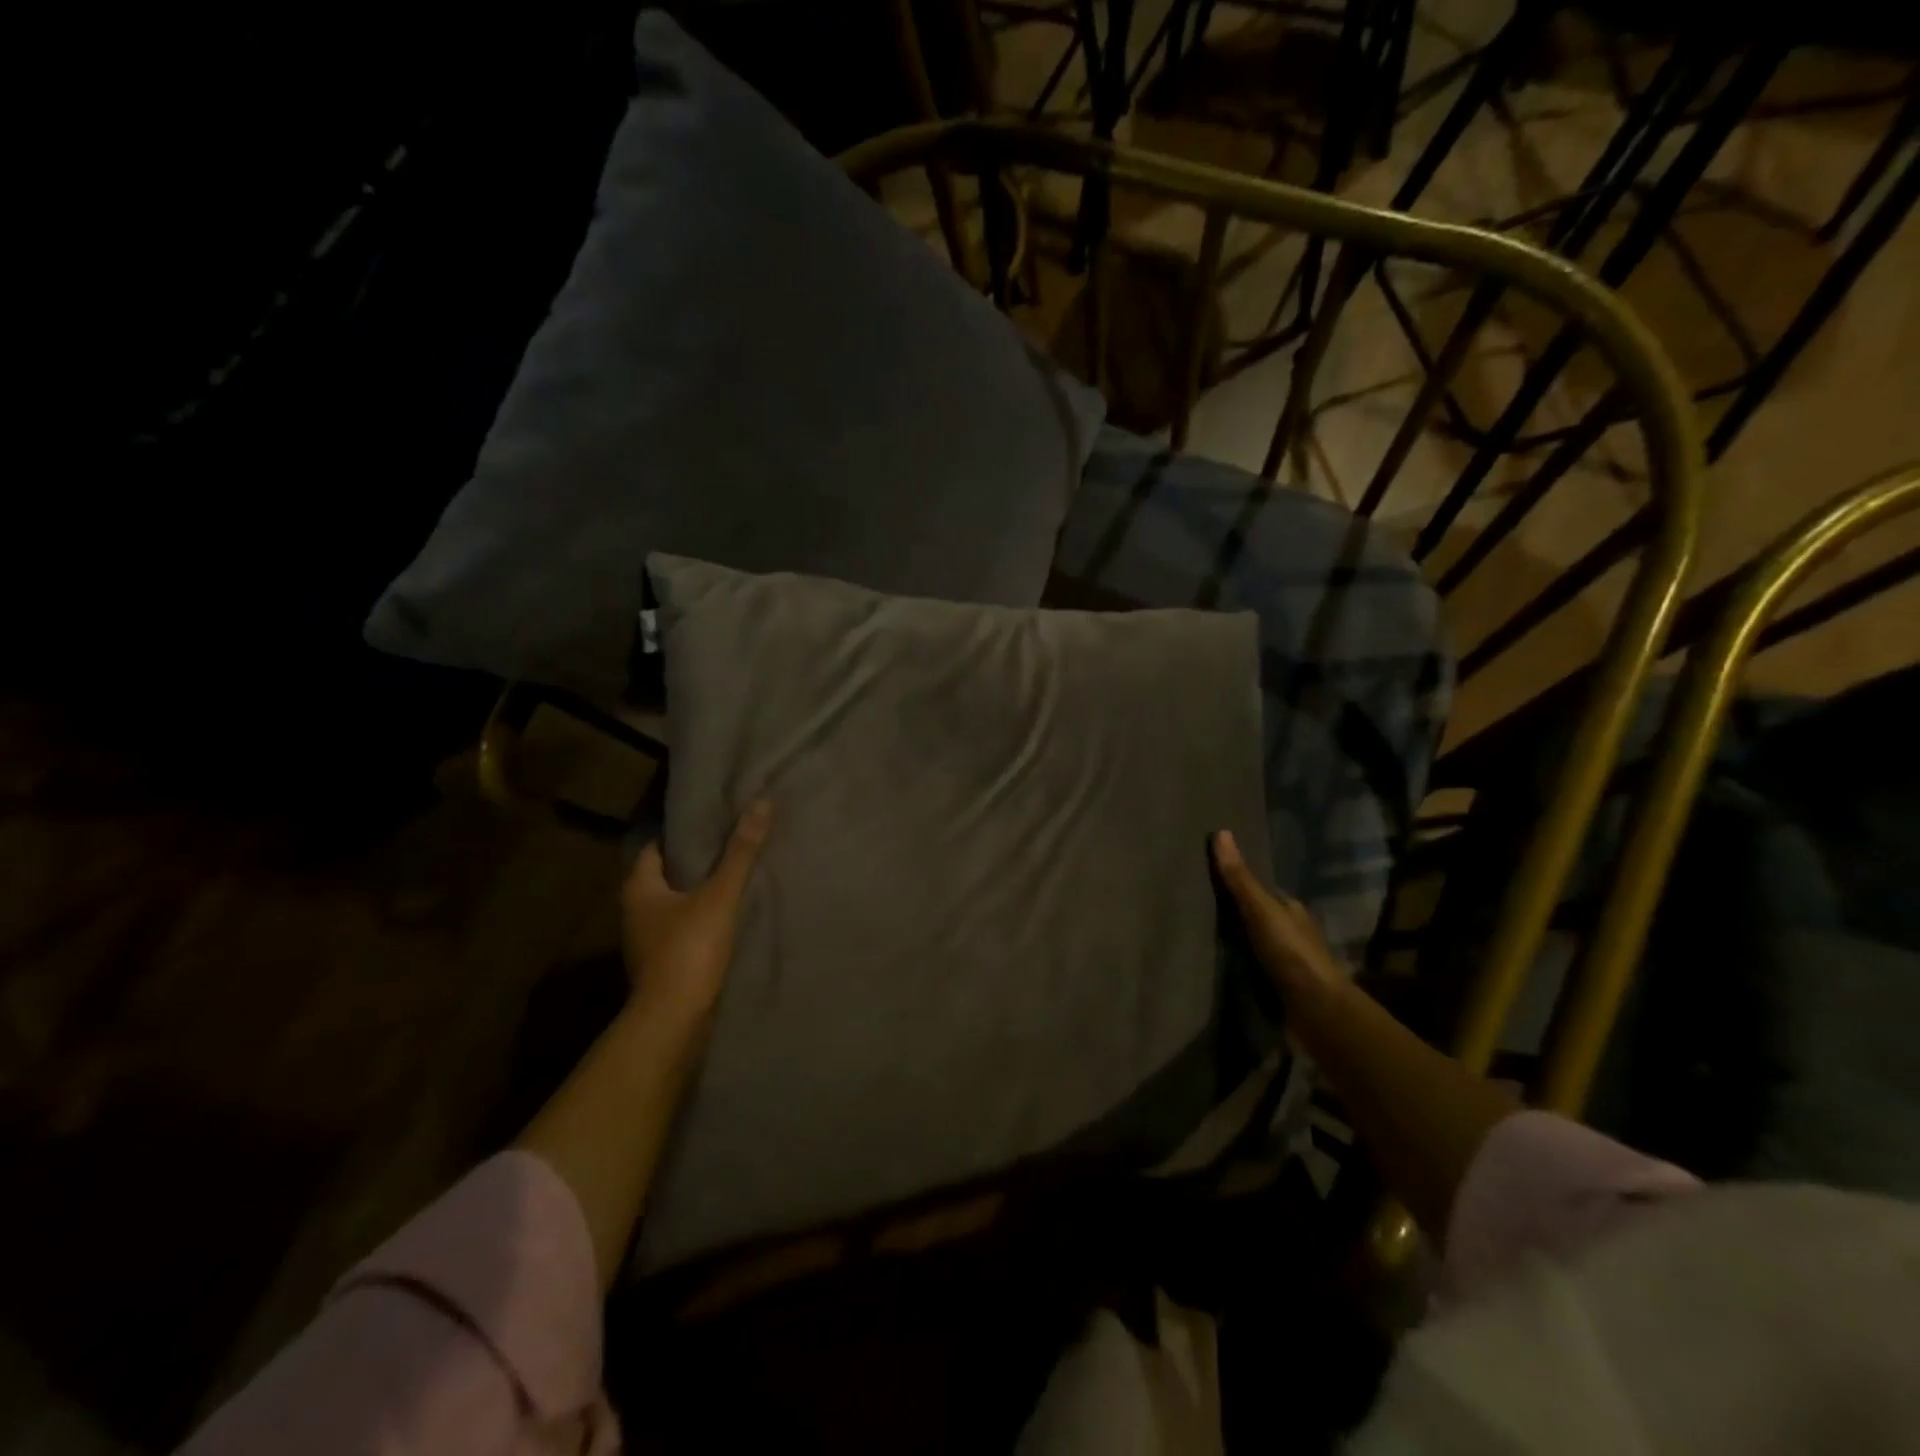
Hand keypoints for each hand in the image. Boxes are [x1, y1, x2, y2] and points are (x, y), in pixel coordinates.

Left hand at [621, 800, 773, 1042]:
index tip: (713, 820)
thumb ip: (741, 851)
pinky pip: (684, 929)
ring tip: (737, 875)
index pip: (656, 847)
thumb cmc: (689, 949)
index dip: (683, 833)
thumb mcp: (720, 895)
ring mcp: (648, 941)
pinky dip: (703, 918)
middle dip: (696, 861)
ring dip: (701, 892)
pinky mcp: (664, 963)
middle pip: (667, 875)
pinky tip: (731, 915)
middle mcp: (635, 911)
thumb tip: (762, 801)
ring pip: (676, 904)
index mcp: (639, 888)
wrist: (675, 1021)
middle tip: (732, 842)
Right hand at [1212, 830, 1346, 1013]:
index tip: (1206, 876)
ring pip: (1254, 943)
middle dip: (1233, 912)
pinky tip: (1214, 964)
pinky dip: (1236, 965)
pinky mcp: (1278, 988)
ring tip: (1196, 934)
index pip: (1261, 890)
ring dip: (1234, 941)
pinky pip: (1251, 968)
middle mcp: (1290, 932)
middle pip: (1257, 916)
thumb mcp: (1261, 910)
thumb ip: (1240, 878)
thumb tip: (1221, 832)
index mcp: (1291, 910)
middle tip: (1193, 905)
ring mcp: (1286, 962)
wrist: (1316, 1012)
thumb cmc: (1291, 953)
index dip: (1236, 881)